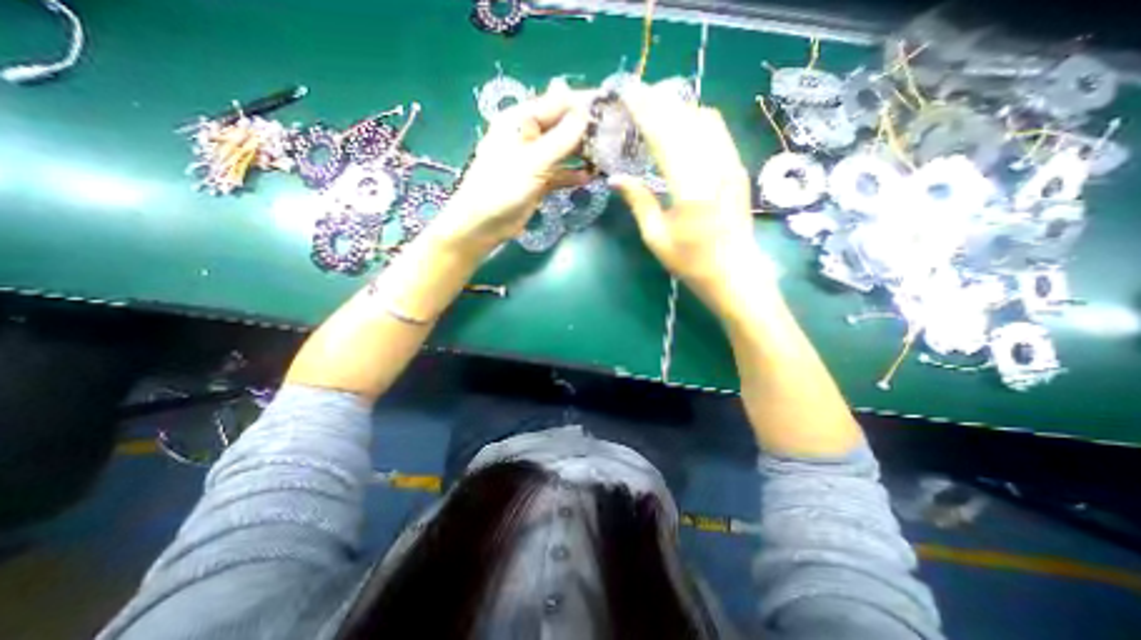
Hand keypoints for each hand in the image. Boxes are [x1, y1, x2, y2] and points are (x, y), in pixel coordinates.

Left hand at [436, 81, 593, 253]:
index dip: (582, 105)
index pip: (557, 104)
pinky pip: (559, 173)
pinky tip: (589, 178)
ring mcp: (533, 160)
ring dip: (581, 154)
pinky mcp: (537, 181)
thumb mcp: (533, 161)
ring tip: (606, 158)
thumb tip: (584, 113)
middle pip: (562, 127)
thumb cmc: (503, 187)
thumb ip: (560, 138)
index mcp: (520, 121)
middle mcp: (528, 136)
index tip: (609, 108)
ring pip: (563, 151)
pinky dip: (572, 175)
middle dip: (585, 131)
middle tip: (613, 137)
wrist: (484, 224)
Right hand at [611, 83, 770, 312]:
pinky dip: (694, 121)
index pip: (665, 135)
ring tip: (655, 109)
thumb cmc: (691, 263)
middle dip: (660, 101)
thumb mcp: (657, 238)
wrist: (735, 274)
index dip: (645, 110)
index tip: (628, 92)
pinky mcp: (738, 168)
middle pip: (686, 118)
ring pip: (705, 119)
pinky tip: (680, 128)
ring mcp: (731, 165)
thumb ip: (639, 202)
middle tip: (637, 95)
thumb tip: (616, 178)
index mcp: (691, 187)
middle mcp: (715, 167)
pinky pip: (716, 132)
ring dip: (679, 108)